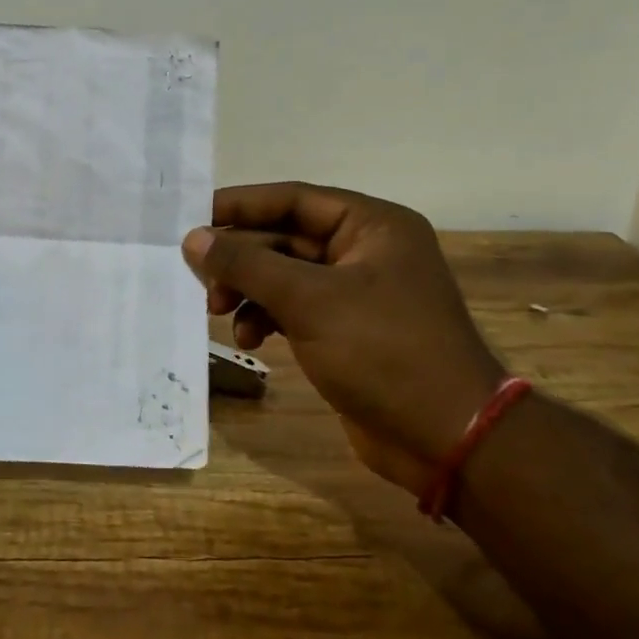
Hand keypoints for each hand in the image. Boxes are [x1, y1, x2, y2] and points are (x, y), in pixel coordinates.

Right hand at [183, 182, 503, 495]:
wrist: (446, 439)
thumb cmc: (383, 351)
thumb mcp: (309, 301)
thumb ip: (247, 265)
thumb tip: (193, 238)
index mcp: (372, 225)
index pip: (294, 199)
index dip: (241, 205)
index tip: (192, 217)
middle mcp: (365, 251)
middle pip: (286, 239)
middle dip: (242, 259)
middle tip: (201, 280)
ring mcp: (357, 293)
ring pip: (285, 277)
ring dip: (250, 292)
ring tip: (219, 313)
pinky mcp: (347, 331)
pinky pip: (295, 310)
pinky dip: (267, 319)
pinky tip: (249, 339)